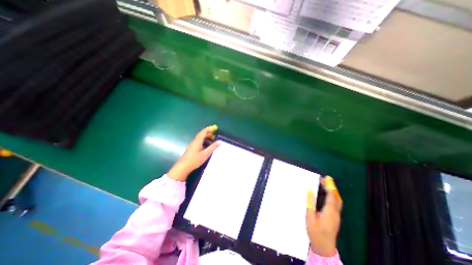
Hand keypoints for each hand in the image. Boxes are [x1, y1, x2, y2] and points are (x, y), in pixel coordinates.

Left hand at [168, 126, 221, 180]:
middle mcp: (194, 141)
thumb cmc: (194, 160)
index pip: (203, 132)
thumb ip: (213, 147)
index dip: (209, 129)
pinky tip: (206, 146)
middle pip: (201, 134)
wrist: (183, 167)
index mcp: (198, 141)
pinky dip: (204, 141)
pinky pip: (199, 142)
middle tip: (215, 134)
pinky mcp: (192, 149)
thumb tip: (220, 141)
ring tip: (212, 140)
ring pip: (200, 138)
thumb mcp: (205, 154)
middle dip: (208, 133)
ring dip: (206, 137)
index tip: (215, 128)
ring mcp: (192, 145)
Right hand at [306, 176, 343, 256]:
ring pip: (338, 201)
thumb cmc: (315, 232)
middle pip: (337, 197)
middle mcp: (335, 213)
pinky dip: (333, 196)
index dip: (329, 186)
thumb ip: (310, 203)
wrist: (324, 248)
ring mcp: (337, 216)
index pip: (331, 196)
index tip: (325, 178)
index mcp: (329, 212)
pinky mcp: (335, 217)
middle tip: (326, 179)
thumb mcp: (310, 217)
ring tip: (326, 184)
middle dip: (332, 187)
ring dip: (333, 191)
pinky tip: (327, 194)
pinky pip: (336, 203)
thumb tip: (309, 190)